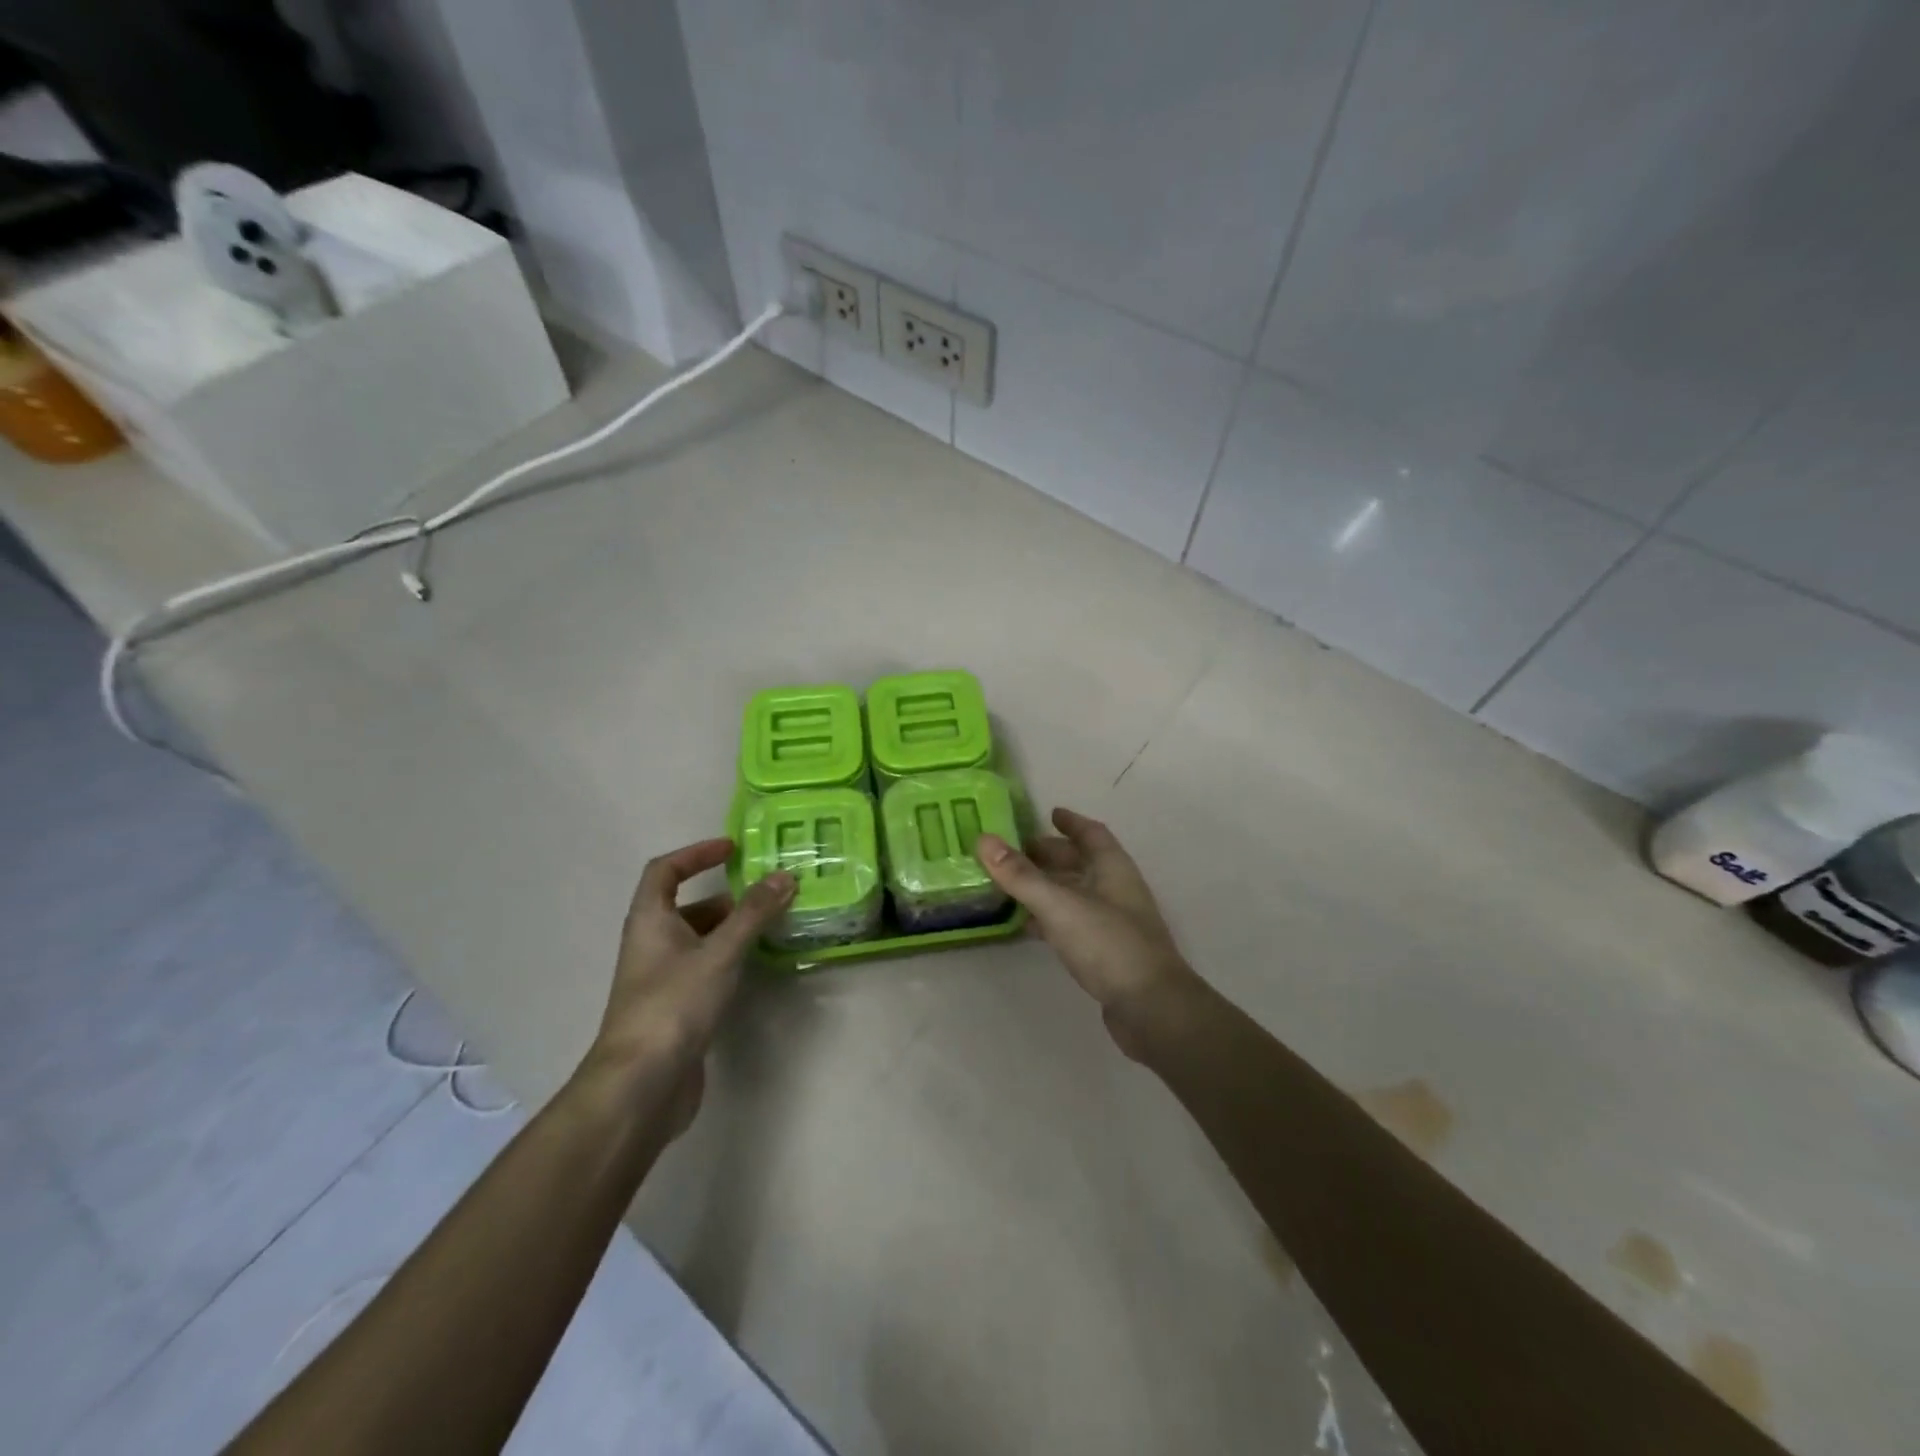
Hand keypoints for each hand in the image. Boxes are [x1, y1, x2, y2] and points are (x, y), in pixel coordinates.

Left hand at [585, 839, 793, 1122]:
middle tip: (768, 893)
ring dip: (731, 929)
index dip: (696, 854)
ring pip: (698, 940)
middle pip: (686, 906)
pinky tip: (756, 966)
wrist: (641, 1085)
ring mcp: (662, 979)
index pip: (665, 871)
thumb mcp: (719, 952)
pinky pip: (705, 968)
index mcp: (649, 920)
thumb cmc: (674, 1005)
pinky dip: (729, 958)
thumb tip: (785, 875)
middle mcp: (651, 944)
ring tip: (772, 926)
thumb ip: (753, 914)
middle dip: (726, 897)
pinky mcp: (676, 1008)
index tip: (732, 849)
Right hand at [977, 808, 1202, 1059]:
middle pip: (1082, 863)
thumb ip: (1021, 875)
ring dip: (1047, 886)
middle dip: (1051, 854)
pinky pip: (1072, 923)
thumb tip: (983, 839)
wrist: (1151, 1009)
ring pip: (1075, 894)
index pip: (1092, 834)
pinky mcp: (1106, 953)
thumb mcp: (1060, 905)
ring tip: (1012, 884)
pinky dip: (1049, 918)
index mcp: (1113, 869)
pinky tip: (1027, 926)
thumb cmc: (1109, 945)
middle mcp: (1116, 890)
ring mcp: (1113, 923)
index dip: (1071, 822)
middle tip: (1015, 851)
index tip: (1049, 813)